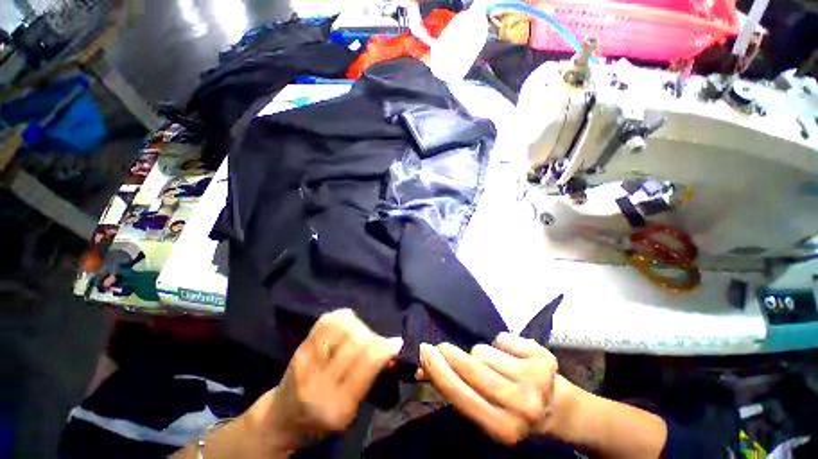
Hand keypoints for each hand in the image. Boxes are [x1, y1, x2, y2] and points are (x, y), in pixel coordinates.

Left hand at [246, 309, 402, 452]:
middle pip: (356, 340)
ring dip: (359, 327)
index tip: (396, 342)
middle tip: (376, 342)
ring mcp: (307, 362)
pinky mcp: (300, 348)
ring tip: (360, 336)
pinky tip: (347, 326)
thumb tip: (393, 349)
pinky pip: (327, 321)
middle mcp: (320, 382)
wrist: (281, 420)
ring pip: (342, 326)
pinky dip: (343, 317)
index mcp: (338, 406)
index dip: (385, 347)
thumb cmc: (321, 422)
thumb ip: (371, 378)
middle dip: (373, 337)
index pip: (367, 361)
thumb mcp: (351, 410)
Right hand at [418, 332, 561, 445]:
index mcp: (502, 428)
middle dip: (450, 353)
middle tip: (442, 348)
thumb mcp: (482, 409)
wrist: (556, 406)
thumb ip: (452, 389)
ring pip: (484, 350)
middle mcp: (521, 406)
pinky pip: (502, 338)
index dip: (438, 370)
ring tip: (491, 364)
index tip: (423, 350)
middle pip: (472, 366)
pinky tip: (511, 356)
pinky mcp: (543, 357)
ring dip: (481, 354)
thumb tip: (421, 368)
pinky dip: (500, 343)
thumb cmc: (510, 408)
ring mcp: (535, 380)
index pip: (460, 394)